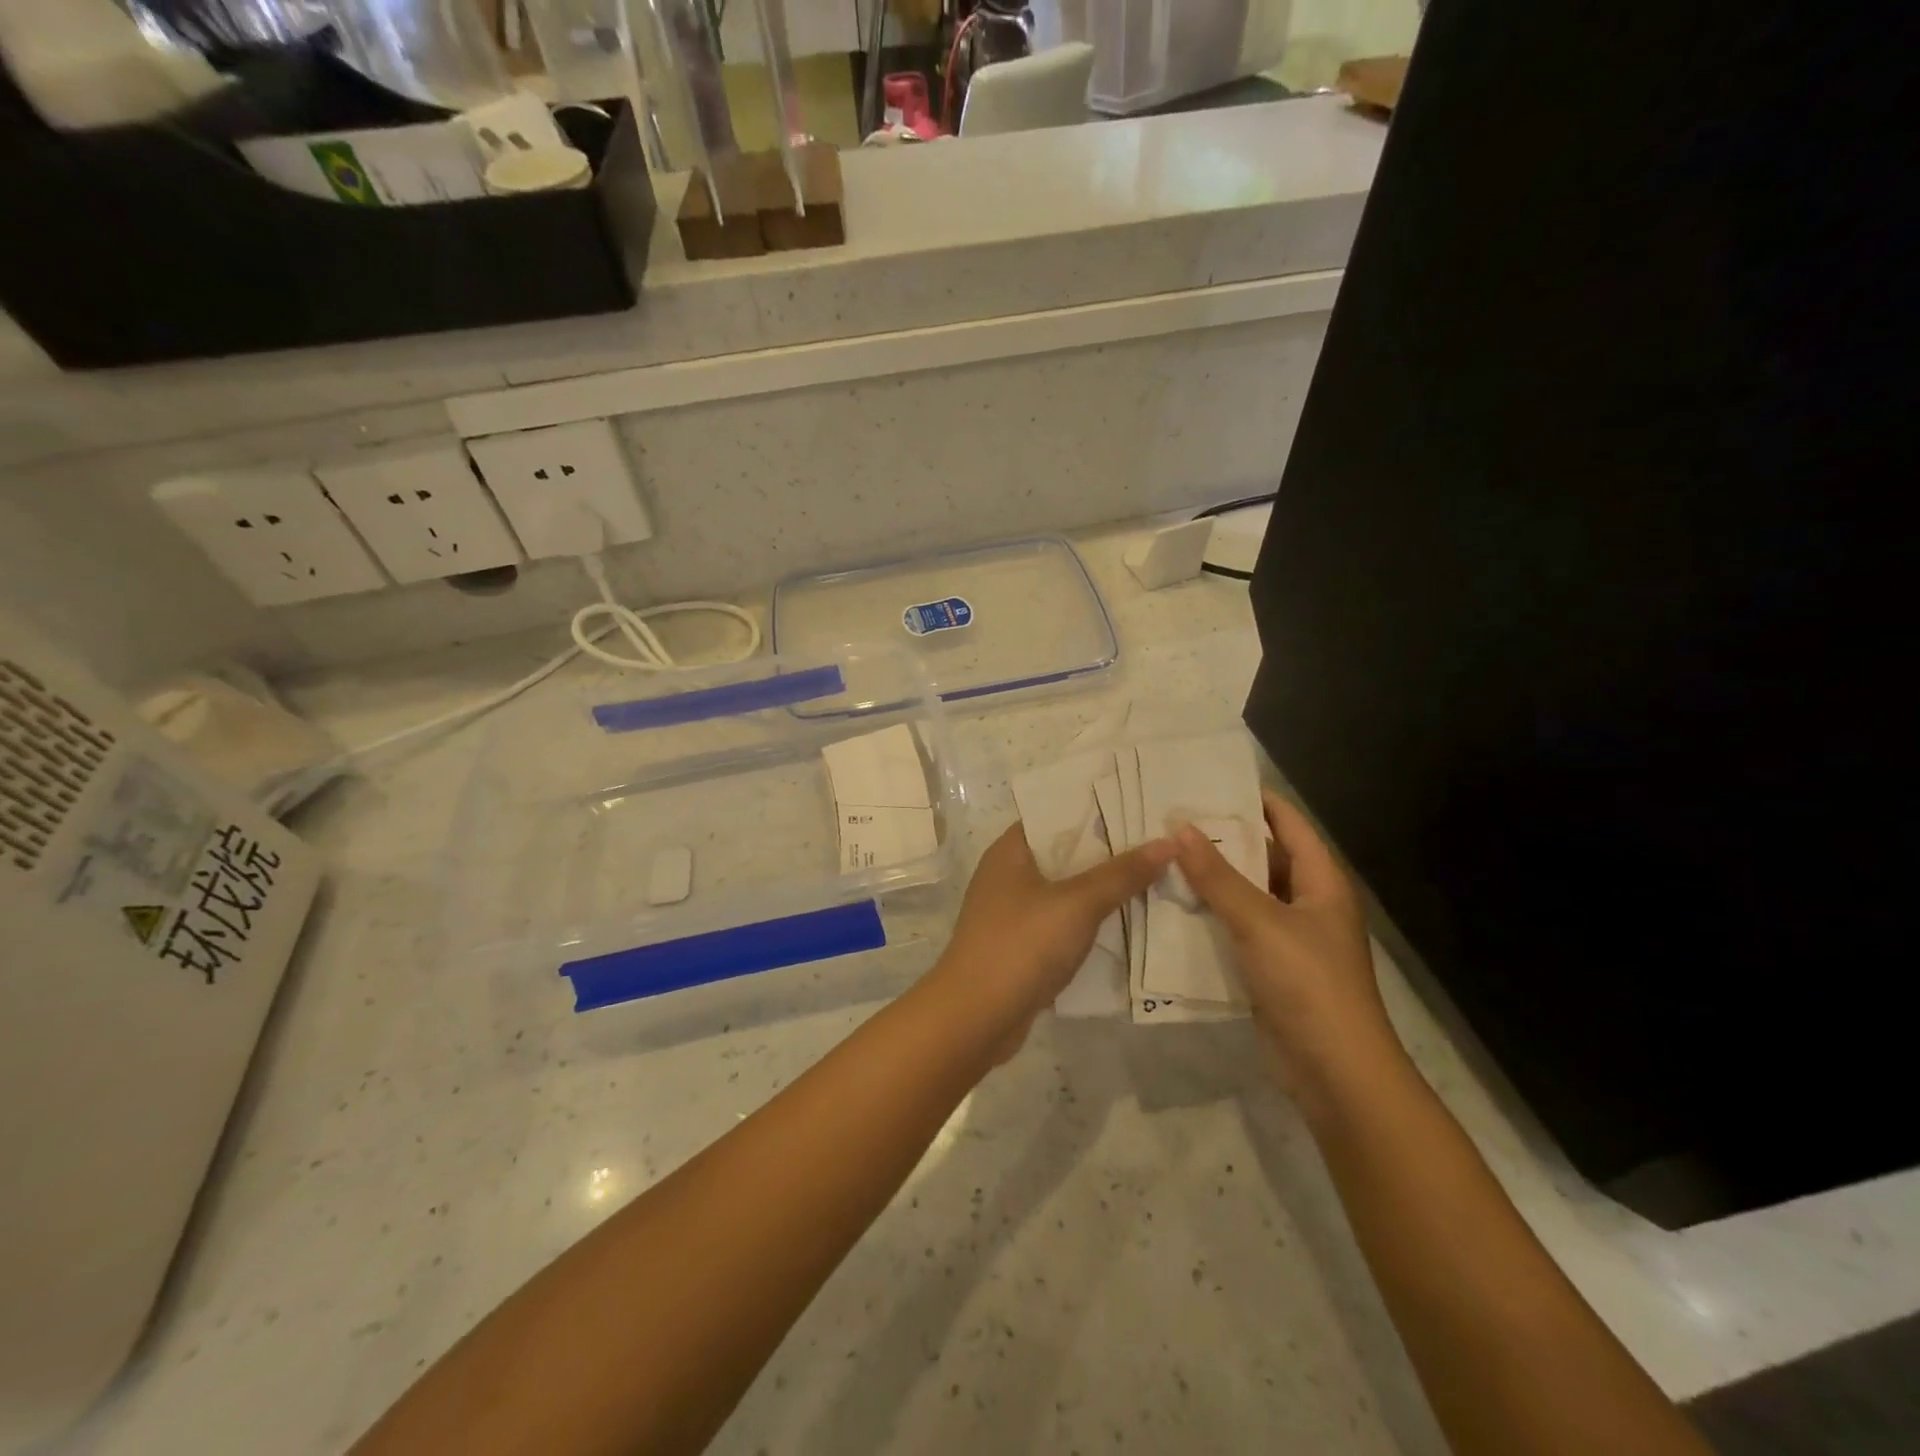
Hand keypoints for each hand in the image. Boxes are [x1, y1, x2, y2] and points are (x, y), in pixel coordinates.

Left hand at [930, 822, 1175, 1056]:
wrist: (976, 1018)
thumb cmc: (1021, 945)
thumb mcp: (1077, 904)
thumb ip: (1121, 873)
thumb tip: (1168, 842)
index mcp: (1011, 850)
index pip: (1058, 814)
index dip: (1099, 809)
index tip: (1143, 807)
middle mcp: (1008, 874)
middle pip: (1066, 852)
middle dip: (1110, 851)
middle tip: (1162, 844)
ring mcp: (1013, 911)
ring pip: (1067, 890)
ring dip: (1103, 888)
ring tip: (1157, 878)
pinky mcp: (1021, 945)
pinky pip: (1063, 921)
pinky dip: (1090, 920)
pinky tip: (1128, 922)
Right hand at [1171, 791, 1402, 1104]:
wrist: (1334, 1071)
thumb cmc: (1307, 983)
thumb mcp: (1259, 921)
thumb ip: (1217, 876)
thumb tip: (1180, 827)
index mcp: (1320, 882)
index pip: (1289, 824)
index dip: (1256, 799)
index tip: (1210, 780)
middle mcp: (1308, 902)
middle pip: (1264, 856)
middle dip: (1223, 838)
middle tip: (1172, 818)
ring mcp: (1290, 937)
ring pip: (1247, 893)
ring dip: (1212, 878)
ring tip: (1164, 854)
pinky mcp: (1271, 966)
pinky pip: (1237, 927)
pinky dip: (1211, 913)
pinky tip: (1174, 904)